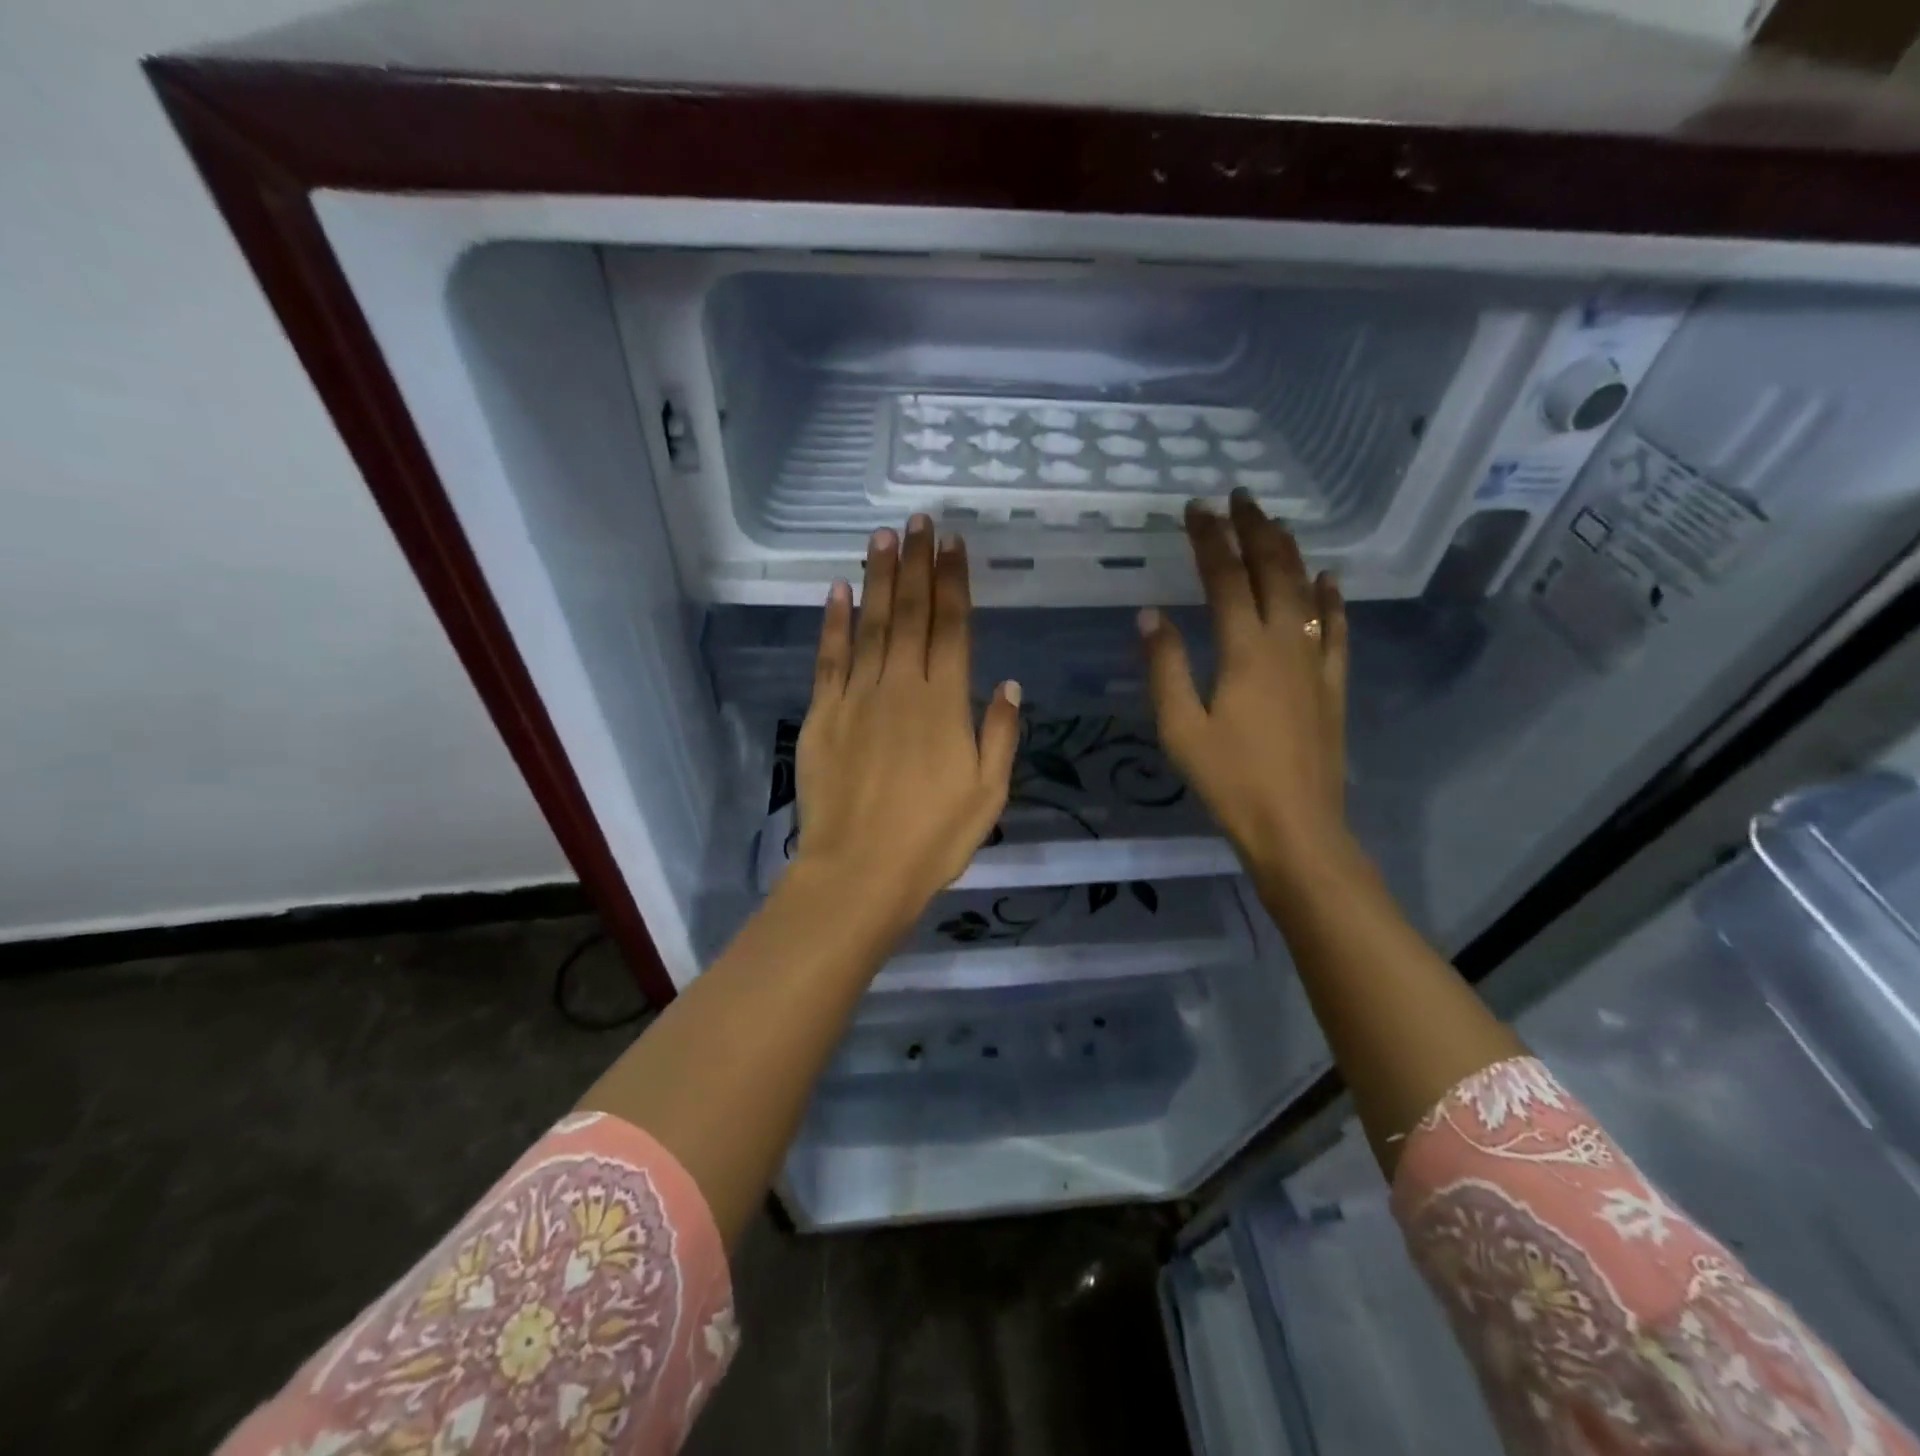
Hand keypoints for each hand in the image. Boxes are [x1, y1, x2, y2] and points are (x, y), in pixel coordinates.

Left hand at [792, 515, 1021, 937]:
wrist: (860, 872)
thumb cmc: (933, 838)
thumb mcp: (988, 793)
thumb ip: (999, 733)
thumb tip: (1008, 683)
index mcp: (946, 704)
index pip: (952, 628)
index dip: (953, 582)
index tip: (953, 544)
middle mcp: (901, 687)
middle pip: (910, 614)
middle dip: (916, 564)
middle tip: (919, 521)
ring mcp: (857, 697)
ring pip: (870, 625)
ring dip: (878, 578)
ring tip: (883, 536)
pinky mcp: (822, 715)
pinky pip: (828, 658)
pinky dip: (833, 622)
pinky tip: (838, 590)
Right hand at [1139, 493, 1350, 880]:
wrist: (1296, 826)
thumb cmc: (1229, 780)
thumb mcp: (1180, 728)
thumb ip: (1165, 667)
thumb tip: (1151, 615)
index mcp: (1243, 651)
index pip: (1225, 579)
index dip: (1210, 540)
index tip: (1196, 508)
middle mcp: (1284, 643)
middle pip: (1272, 572)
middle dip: (1254, 530)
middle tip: (1239, 498)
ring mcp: (1315, 663)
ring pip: (1306, 592)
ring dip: (1290, 553)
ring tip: (1275, 523)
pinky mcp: (1333, 685)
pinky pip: (1336, 630)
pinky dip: (1332, 600)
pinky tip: (1330, 578)